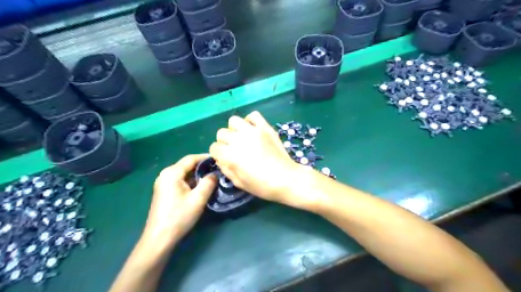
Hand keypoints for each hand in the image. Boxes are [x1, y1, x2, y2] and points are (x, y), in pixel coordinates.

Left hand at [141, 154, 216, 247]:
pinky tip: (202, 186)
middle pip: (187, 165)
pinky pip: (181, 180)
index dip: (206, 157)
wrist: (159, 238)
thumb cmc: (179, 217)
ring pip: (184, 173)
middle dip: (203, 166)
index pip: (191, 158)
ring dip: (198, 174)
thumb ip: (209, 182)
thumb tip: (215, 173)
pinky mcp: (165, 191)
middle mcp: (165, 174)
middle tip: (218, 169)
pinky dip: (192, 181)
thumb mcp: (198, 199)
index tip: (219, 159)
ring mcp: (164, 183)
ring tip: (213, 177)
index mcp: (172, 173)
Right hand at [209, 111, 307, 208]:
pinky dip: (250, 121)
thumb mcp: (239, 183)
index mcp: (230, 155)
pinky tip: (253, 130)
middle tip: (234, 149)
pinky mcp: (265, 127)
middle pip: (221, 133)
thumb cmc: (262, 186)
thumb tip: (220, 159)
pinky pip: (253, 115)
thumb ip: (226, 169)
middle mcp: (239, 140)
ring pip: (233, 121)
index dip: (217, 154)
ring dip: (234, 129)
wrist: (286, 179)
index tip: (224, 158)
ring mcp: (253, 131)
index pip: (214, 148)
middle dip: (224, 142)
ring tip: (242, 138)